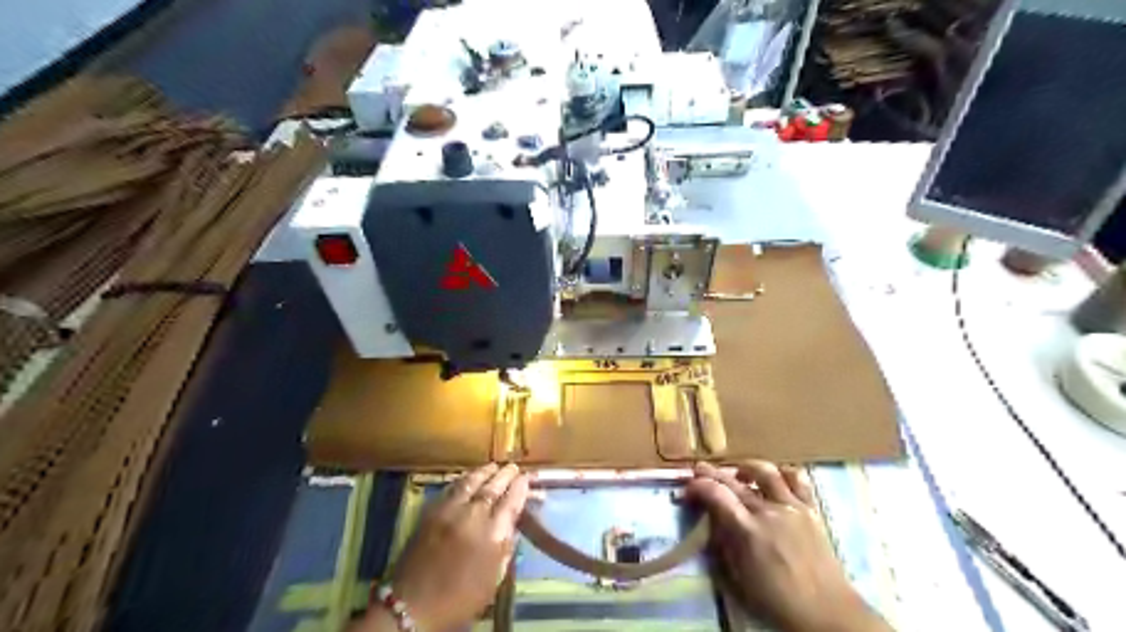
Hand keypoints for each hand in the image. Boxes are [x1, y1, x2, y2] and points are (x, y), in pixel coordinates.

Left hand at [358, 462, 531, 629]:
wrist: (413, 607)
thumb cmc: (460, 599)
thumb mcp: (493, 579)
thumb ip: (505, 548)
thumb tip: (512, 524)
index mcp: (491, 535)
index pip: (511, 502)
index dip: (520, 488)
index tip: (526, 478)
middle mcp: (472, 516)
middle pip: (492, 488)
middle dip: (504, 475)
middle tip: (513, 466)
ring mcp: (449, 511)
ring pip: (470, 482)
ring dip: (484, 472)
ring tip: (493, 466)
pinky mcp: (430, 512)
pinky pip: (451, 488)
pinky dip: (463, 480)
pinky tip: (468, 478)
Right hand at [687, 459, 887, 631]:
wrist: (826, 612)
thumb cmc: (776, 600)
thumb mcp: (738, 578)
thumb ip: (723, 543)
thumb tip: (711, 520)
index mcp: (747, 530)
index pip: (716, 494)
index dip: (698, 486)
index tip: (688, 488)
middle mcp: (768, 511)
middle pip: (734, 481)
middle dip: (712, 473)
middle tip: (699, 469)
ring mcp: (792, 506)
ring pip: (765, 471)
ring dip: (746, 466)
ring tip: (737, 471)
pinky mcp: (811, 509)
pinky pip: (798, 479)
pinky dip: (782, 473)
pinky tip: (775, 477)